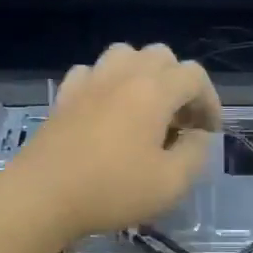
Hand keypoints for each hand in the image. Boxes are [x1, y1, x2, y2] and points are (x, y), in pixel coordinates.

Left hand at [3, 43, 221, 242]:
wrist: (42, 196)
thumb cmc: (113, 191)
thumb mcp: (171, 183)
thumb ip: (195, 154)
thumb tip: (198, 136)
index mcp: (153, 91)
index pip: (194, 76)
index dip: (210, 101)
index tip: (209, 133)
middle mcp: (122, 75)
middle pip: (161, 56)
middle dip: (179, 84)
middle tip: (181, 121)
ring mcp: (89, 82)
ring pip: (124, 56)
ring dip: (143, 75)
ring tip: (146, 109)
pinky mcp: (64, 97)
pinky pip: (91, 73)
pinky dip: (107, 84)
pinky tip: (107, 111)